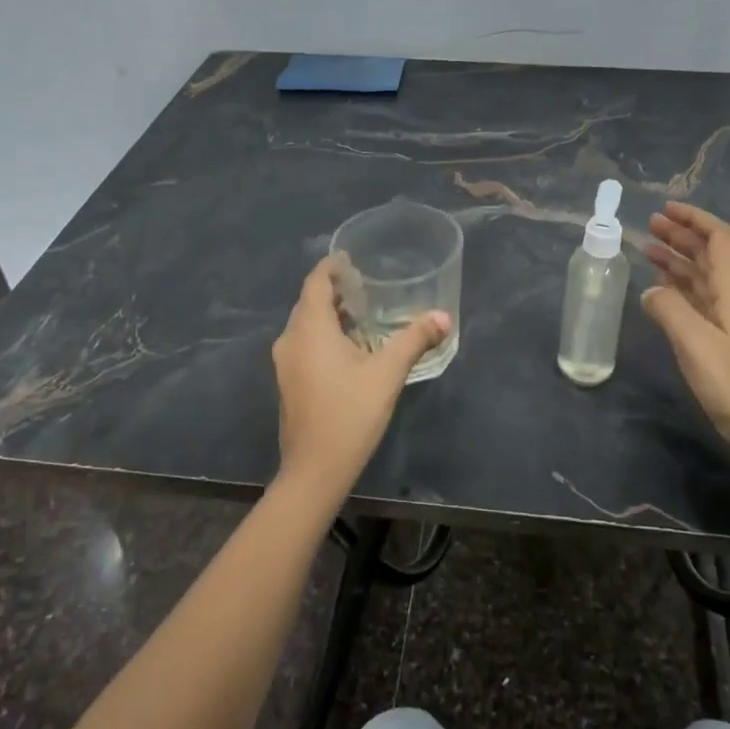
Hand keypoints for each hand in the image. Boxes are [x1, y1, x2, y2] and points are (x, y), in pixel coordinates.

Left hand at [270, 256, 449, 504]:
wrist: (315, 470)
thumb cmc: (350, 413)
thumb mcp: (388, 373)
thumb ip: (414, 340)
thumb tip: (443, 316)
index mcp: (309, 329)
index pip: (315, 282)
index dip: (332, 267)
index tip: (352, 258)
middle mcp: (291, 340)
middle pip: (309, 302)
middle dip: (335, 290)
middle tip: (366, 284)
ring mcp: (286, 364)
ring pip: (306, 326)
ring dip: (330, 315)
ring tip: (363, 312)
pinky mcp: (289, 383)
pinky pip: (305, 345)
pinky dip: (324, 335)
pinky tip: (351, 348)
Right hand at [641, 202, 729, 454]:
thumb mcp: (694, 341)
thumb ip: (668, 309)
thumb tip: (650, 291)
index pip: (718, 240)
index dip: (694, 219)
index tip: (666, 209)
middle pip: (708, 255)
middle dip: (681, 236)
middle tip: (649, 226)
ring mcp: (728, 318)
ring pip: (700, 277)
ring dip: (676, 260)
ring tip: (647, 249)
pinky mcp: (721, 337)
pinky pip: (697, 299)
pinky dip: (677, 286)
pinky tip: (659, 288)